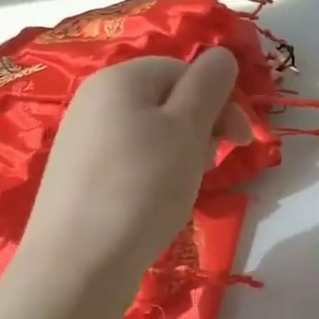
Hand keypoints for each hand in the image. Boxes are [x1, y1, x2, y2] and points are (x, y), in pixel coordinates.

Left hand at [17, 49, 252, 306]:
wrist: (78, 264)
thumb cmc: (142, 187)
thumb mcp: (187, 129)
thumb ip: (209, 84)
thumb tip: (221, 54)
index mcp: (120, 78)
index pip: (184, 70)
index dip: (219, 100)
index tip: (241, 141)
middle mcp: (94, 99)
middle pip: (166, 99)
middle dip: (201, 127)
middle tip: (211, 165)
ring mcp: (82, 138)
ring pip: (150, 131)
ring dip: (181, 152)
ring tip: (186, 187)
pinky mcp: (79, 175)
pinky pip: (129, 158)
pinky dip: (153, 173)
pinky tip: (157, 202)